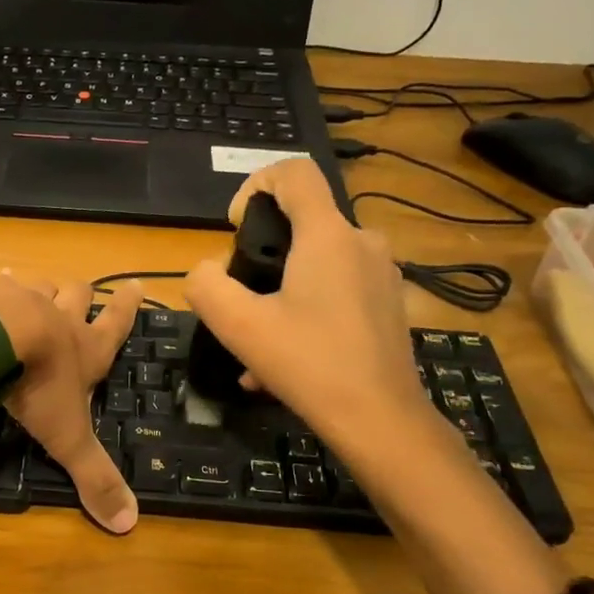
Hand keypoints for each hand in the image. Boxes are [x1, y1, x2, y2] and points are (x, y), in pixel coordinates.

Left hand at [0, 270, 141, 533]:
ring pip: (39, 285)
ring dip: (39, 289)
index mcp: (86, 348)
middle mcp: (59, 316)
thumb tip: (128, 523)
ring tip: (30, 289)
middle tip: (82, 292)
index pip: (117, 323)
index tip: (136, 285)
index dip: (128, 306)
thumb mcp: (68, 438)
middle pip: (78, 294)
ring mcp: (22, 298)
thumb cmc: (38, 387)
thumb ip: (94, 475)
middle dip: (83, 294)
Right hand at [184, 159, 432, 452]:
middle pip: (303, 222)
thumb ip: (206, 286)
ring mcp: (381, 275)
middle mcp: (361, 243)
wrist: (380, 420)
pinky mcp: (388, 305)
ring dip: (281, 293)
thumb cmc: (308, 364)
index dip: (255, 184)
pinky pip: (336, 293)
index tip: (236, 229)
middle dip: (263, 255)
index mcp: (327, 235)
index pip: (293, 172)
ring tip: (256, 345)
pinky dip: (306, 314)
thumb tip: (204, 271)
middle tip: (242, 300)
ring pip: (318, 264)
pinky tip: (284, 364)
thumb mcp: (238, 325)